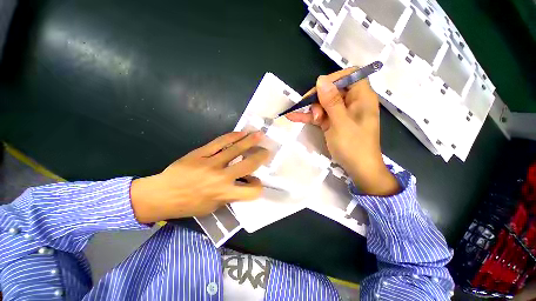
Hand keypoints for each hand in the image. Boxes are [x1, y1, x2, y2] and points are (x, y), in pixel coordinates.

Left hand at [130, 131, 268, 223]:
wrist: (162, 195)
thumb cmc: (189, 204)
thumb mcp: (213, 206)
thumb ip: (231, 195)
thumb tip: (243, 183)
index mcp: (225, 193)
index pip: (252, 191)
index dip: (258, 186)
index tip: (256, 181)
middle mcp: (221, 177)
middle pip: (248, 164)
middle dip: (261, 156)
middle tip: (267, 150)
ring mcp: (211, 162)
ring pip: (235, 149)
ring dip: (250, 140)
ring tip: (259, 134)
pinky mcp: (200, 153)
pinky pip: (220, 142)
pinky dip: (232, 136)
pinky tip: (240, 133)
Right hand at [286, 68, 398, 195]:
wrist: (358, 168)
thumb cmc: (354, 145)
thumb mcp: (341, 123)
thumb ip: (331, 101)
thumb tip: (321, 80)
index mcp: (361, 97)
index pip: (349, 75)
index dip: (333, 79)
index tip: (319, 89)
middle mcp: (352, 102)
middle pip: (332, 89)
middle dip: (319, 98)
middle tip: (313, 111)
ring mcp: (341, 113)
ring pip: (323, 103)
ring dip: (313, 109)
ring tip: (309, 119)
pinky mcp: (332, 122)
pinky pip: (320, 115)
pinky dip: (308, 117)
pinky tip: (293, 117)